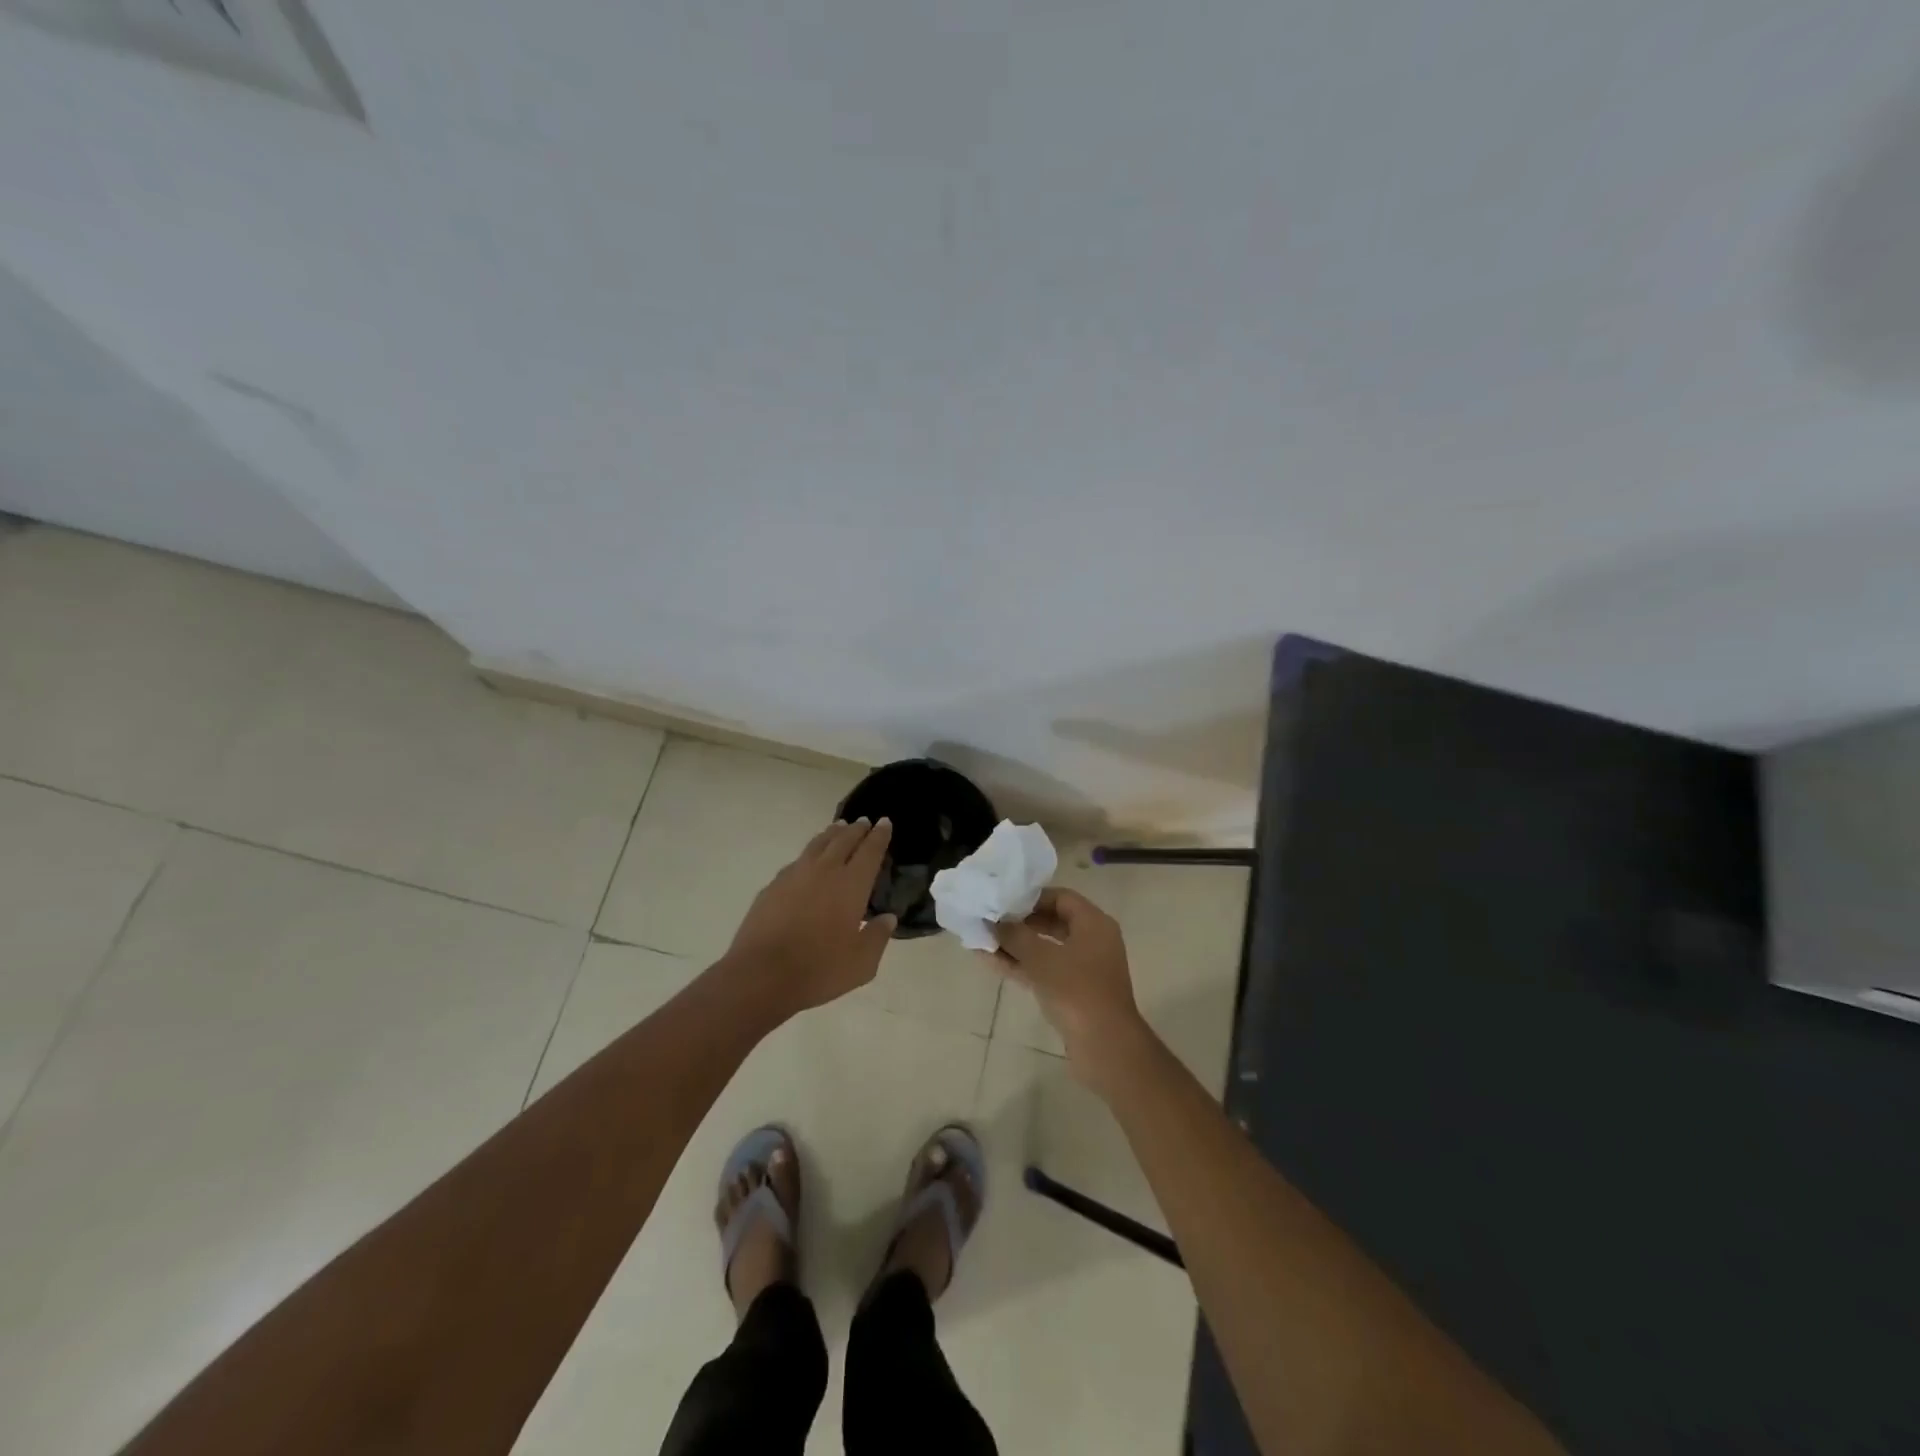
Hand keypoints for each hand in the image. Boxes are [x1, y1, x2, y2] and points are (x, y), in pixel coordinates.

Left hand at [725, 818, 896, 1018]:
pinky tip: (807, 861)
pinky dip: (809, 854)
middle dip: (856, 830)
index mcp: (851, 885)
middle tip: (864, 821)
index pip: (870, 851)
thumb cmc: (819, 969)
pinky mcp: (772, 886)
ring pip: (817, 845)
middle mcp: (824, 871)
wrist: (761, 975)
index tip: (885, 822)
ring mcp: (794, 875)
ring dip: (831, 834)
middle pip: (843, 840)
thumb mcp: (862, 963)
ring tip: (838, 828)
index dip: (879, 835)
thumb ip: (878, 937)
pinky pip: (796, 861)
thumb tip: (888, 918)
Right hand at [986, 887, 1157, 1092]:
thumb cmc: (1077, 991)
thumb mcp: (1042, 958)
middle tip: (989, 919)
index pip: (1061, 897)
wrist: (1105, 1047)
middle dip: (1020, 922)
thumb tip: (991, 922)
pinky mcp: (1073, 992)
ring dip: (1016, 945)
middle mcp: (1092, 941)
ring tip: (982, 940)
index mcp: (1094, 924)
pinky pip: (1044, 970)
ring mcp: (1083, 968)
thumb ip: (1014, 936)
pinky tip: (990, 962)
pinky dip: (1021, 965)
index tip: (1003, 900)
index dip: (1031, 897)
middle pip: (1052, 921)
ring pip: (1045, 948)